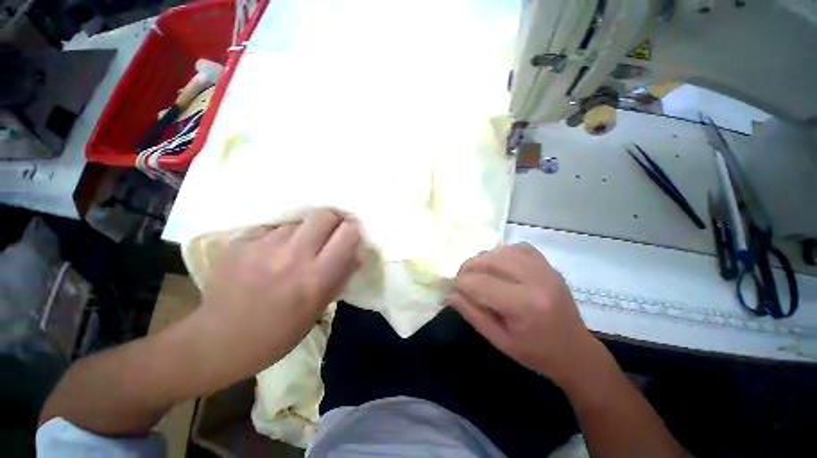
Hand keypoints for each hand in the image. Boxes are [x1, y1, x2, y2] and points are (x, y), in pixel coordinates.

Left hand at [194, 209, 363, 378]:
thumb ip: (336, 280)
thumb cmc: (273, 337)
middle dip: (329, 224)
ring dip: (299, 234)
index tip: (346, 243)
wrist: (223, 336)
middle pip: (324, 214)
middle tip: (322, 241)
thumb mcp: (312, 314)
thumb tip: (355, 251)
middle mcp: (292, 255)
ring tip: (286, 254)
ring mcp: (264, 244)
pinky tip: (264, 258)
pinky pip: (268, 230)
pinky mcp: (243, 240)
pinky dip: (273, 240)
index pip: (348, 234)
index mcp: (314, 279)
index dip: (350, 236)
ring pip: (294, 222)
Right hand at [448, 243, 598, 387]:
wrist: (572, 349)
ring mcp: (546, 270)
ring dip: (486, 259)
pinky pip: (522, 249)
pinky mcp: (550, 267)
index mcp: (523, 305)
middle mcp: (535, 280)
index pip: (480, 283)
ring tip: (478, 274)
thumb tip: (451, 294)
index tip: (452, 293)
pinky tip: (499, 267)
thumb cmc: (535, 354)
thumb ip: (474, 315)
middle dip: (469, 268)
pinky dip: (505, 254)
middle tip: (461, 283)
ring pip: (506, 250)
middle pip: (491, 260)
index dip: (460, 285)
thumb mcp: (500, 341)